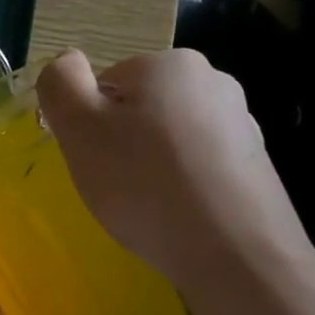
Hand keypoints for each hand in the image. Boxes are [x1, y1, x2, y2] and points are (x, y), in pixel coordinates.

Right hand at [36, 48, 314, 298]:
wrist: (234, 251)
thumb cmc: (144, 184)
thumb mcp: (80, 130)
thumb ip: (60, 85)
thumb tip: (66, 63)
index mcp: (168, 63)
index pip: (105, 83)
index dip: (88, 124)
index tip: (93, 160)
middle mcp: (211, 80)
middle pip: (139, 108)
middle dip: (121, 143)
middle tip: (117, 186)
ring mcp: (239, 122)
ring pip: (168, 138)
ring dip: (151, 165)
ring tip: (149, 206)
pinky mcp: (253, 163)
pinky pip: (197, 165)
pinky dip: (181, 185)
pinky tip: (179, 215)